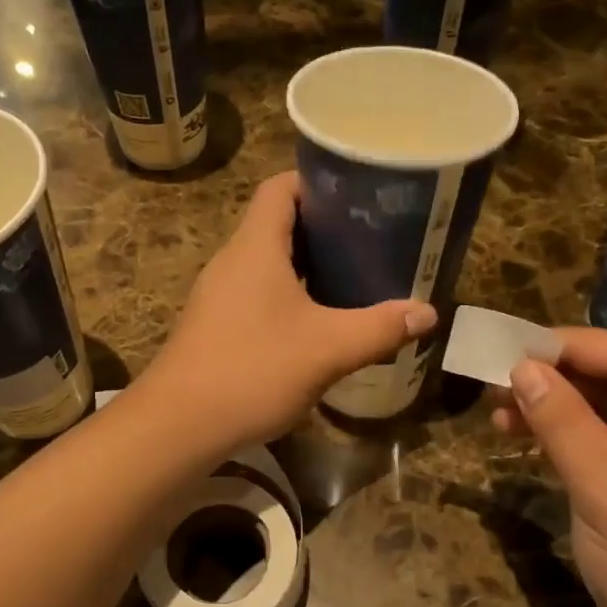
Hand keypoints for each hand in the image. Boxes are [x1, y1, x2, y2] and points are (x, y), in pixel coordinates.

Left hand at [138, 173, 436, 449]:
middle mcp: (232, 261)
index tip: (358, 195)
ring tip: (351, 277)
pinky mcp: (214, 325)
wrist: (178, 425)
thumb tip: (427, 313)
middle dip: (322, 227)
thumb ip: (379, 328)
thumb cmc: (252, 370)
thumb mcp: (327, 349)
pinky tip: (315, 322)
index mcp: (255, 247)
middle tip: (369, 239)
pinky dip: (288, 295)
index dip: (317, 182)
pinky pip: (256, 293)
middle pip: (276, 223)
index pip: (280, 187)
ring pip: (267, 263)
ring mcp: (218, 295)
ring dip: (305, 265)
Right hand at [494, 329, 606, 606]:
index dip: (570, 347)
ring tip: (498, 410)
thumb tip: (520, 367)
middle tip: (495, 380)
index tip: (508, 348)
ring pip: (605, 411)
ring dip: (553, 408)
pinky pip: (602, 444)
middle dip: (556, 378)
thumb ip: (563, 421)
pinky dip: (563, 437)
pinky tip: (522, 436)